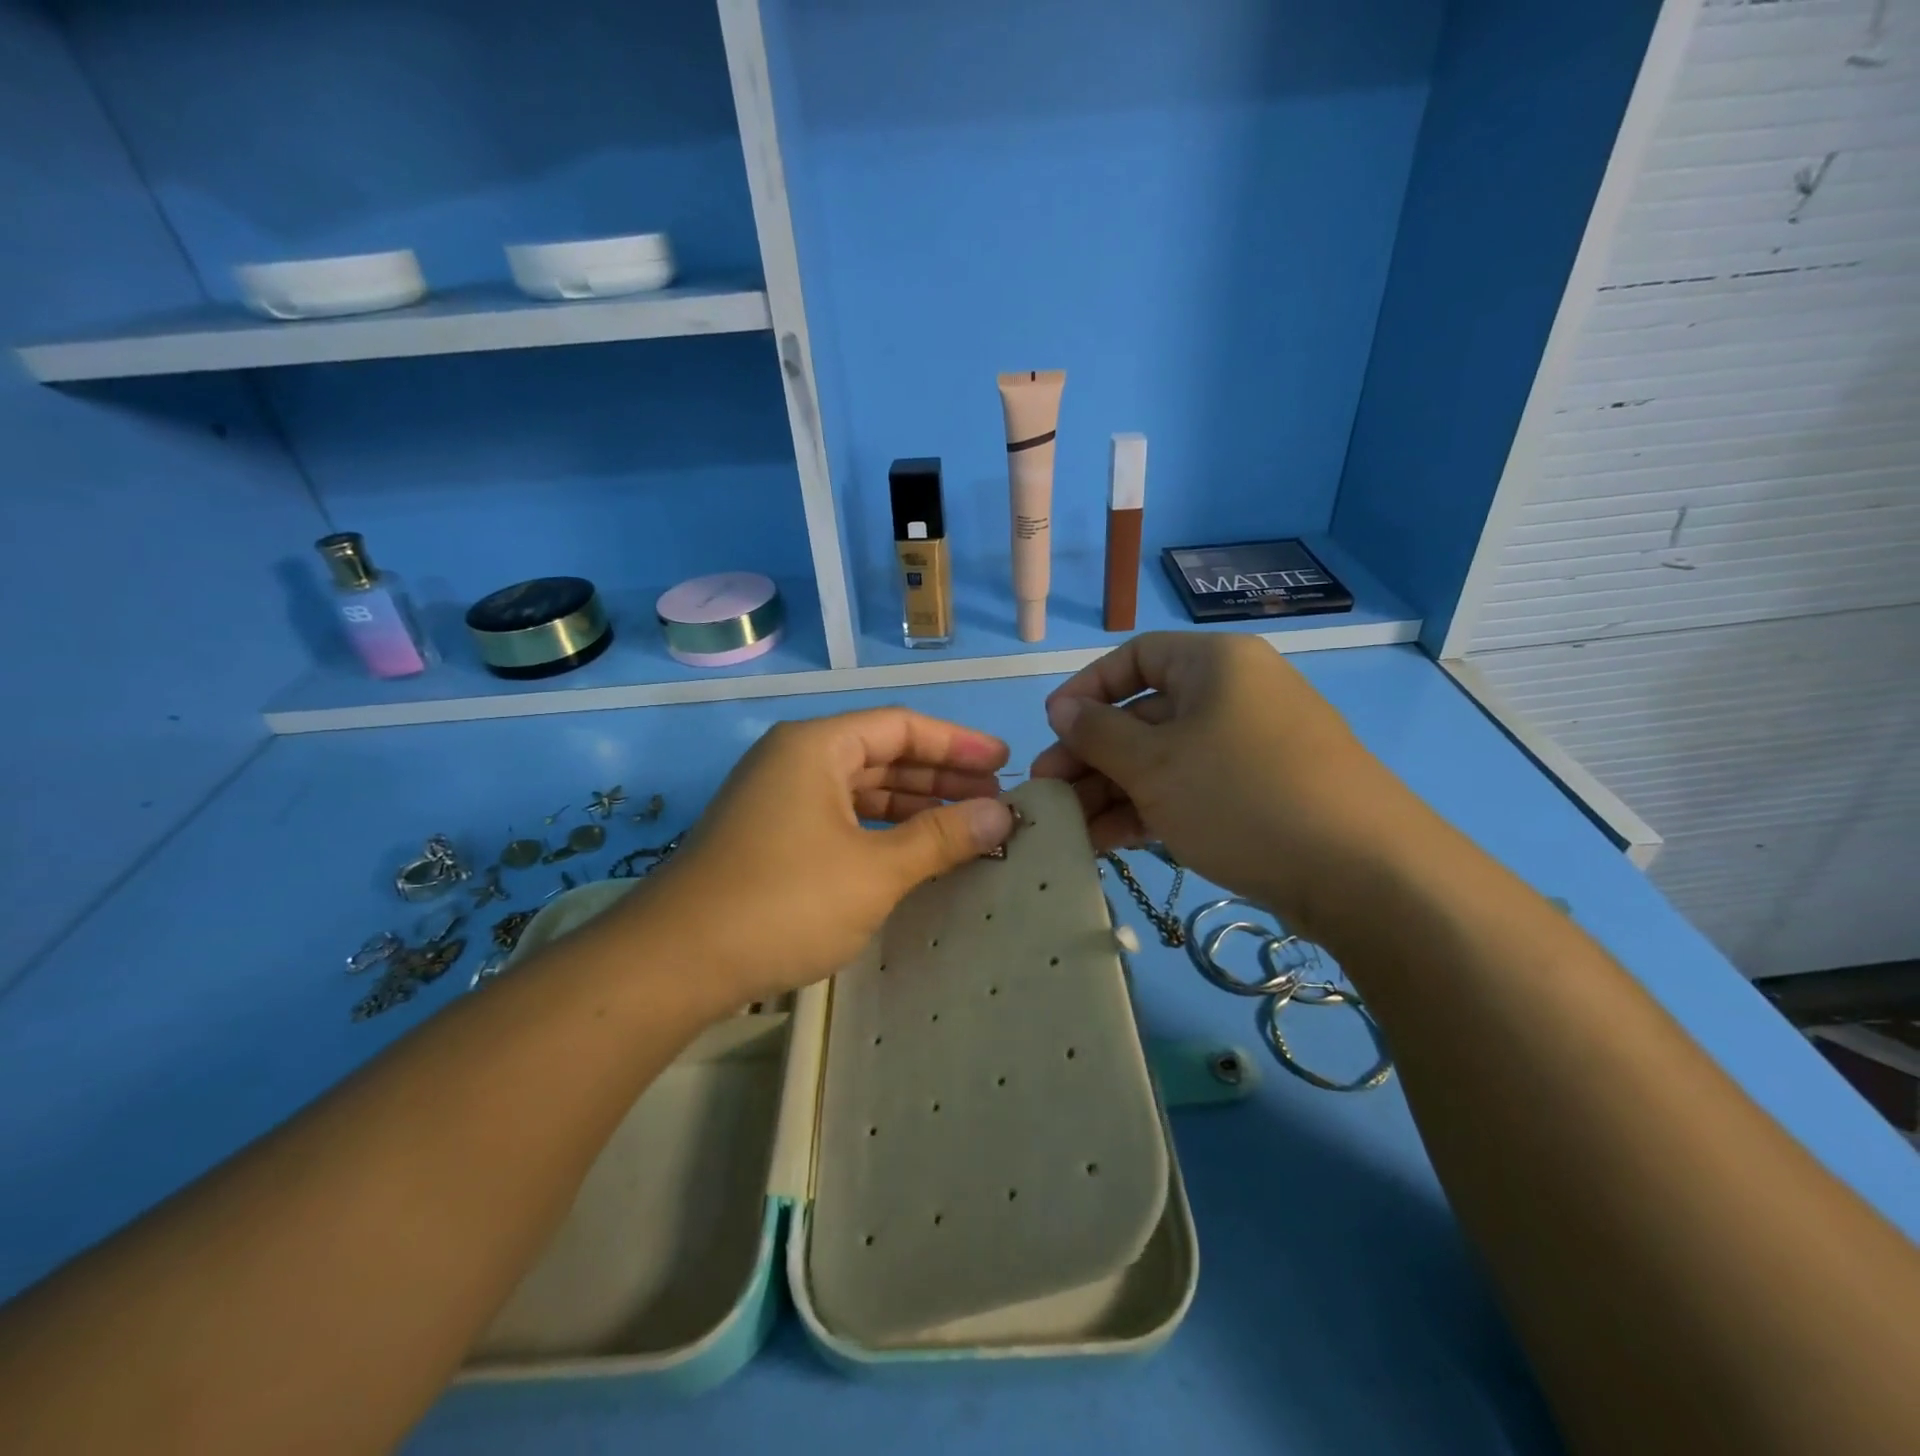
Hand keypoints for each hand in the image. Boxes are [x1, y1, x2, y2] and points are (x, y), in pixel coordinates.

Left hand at [630, 708, 1014, 1008]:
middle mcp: (795, 760)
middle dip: (940, 776)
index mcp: (816, 746)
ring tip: (965, 826)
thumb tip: (1001, 814)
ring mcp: (778, 800)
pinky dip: (880, 830)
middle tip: (993, 800)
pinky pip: (840, 819)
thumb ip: (941, 837)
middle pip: (882, 754)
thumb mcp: (875, 871)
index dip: (958, 743)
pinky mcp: (770, 837)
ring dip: (913, 805)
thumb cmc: (783, 902)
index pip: (902, 726)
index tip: (1004, 763)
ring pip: (861, 789)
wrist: (675, 964)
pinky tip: (913, 852)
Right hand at [1030, 632, 1420, 937]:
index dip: (1086, 690)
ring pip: (1165, 760)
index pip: (1135, 658)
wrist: (1364, 875)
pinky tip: (1110, 843)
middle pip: (1144, 716)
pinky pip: (1192, 789)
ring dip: (1113, 792)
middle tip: (1048, 795)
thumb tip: (1062, 708)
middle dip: (1090, 757)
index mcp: (1214, 664)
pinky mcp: (1262, 794)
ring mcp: (1251, 748)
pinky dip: (1150, 811)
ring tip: (1071, 831)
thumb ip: (1097, 734)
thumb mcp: (1154, 764)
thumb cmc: (1242, 796)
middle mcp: (1235, 695)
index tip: (1052, 728)